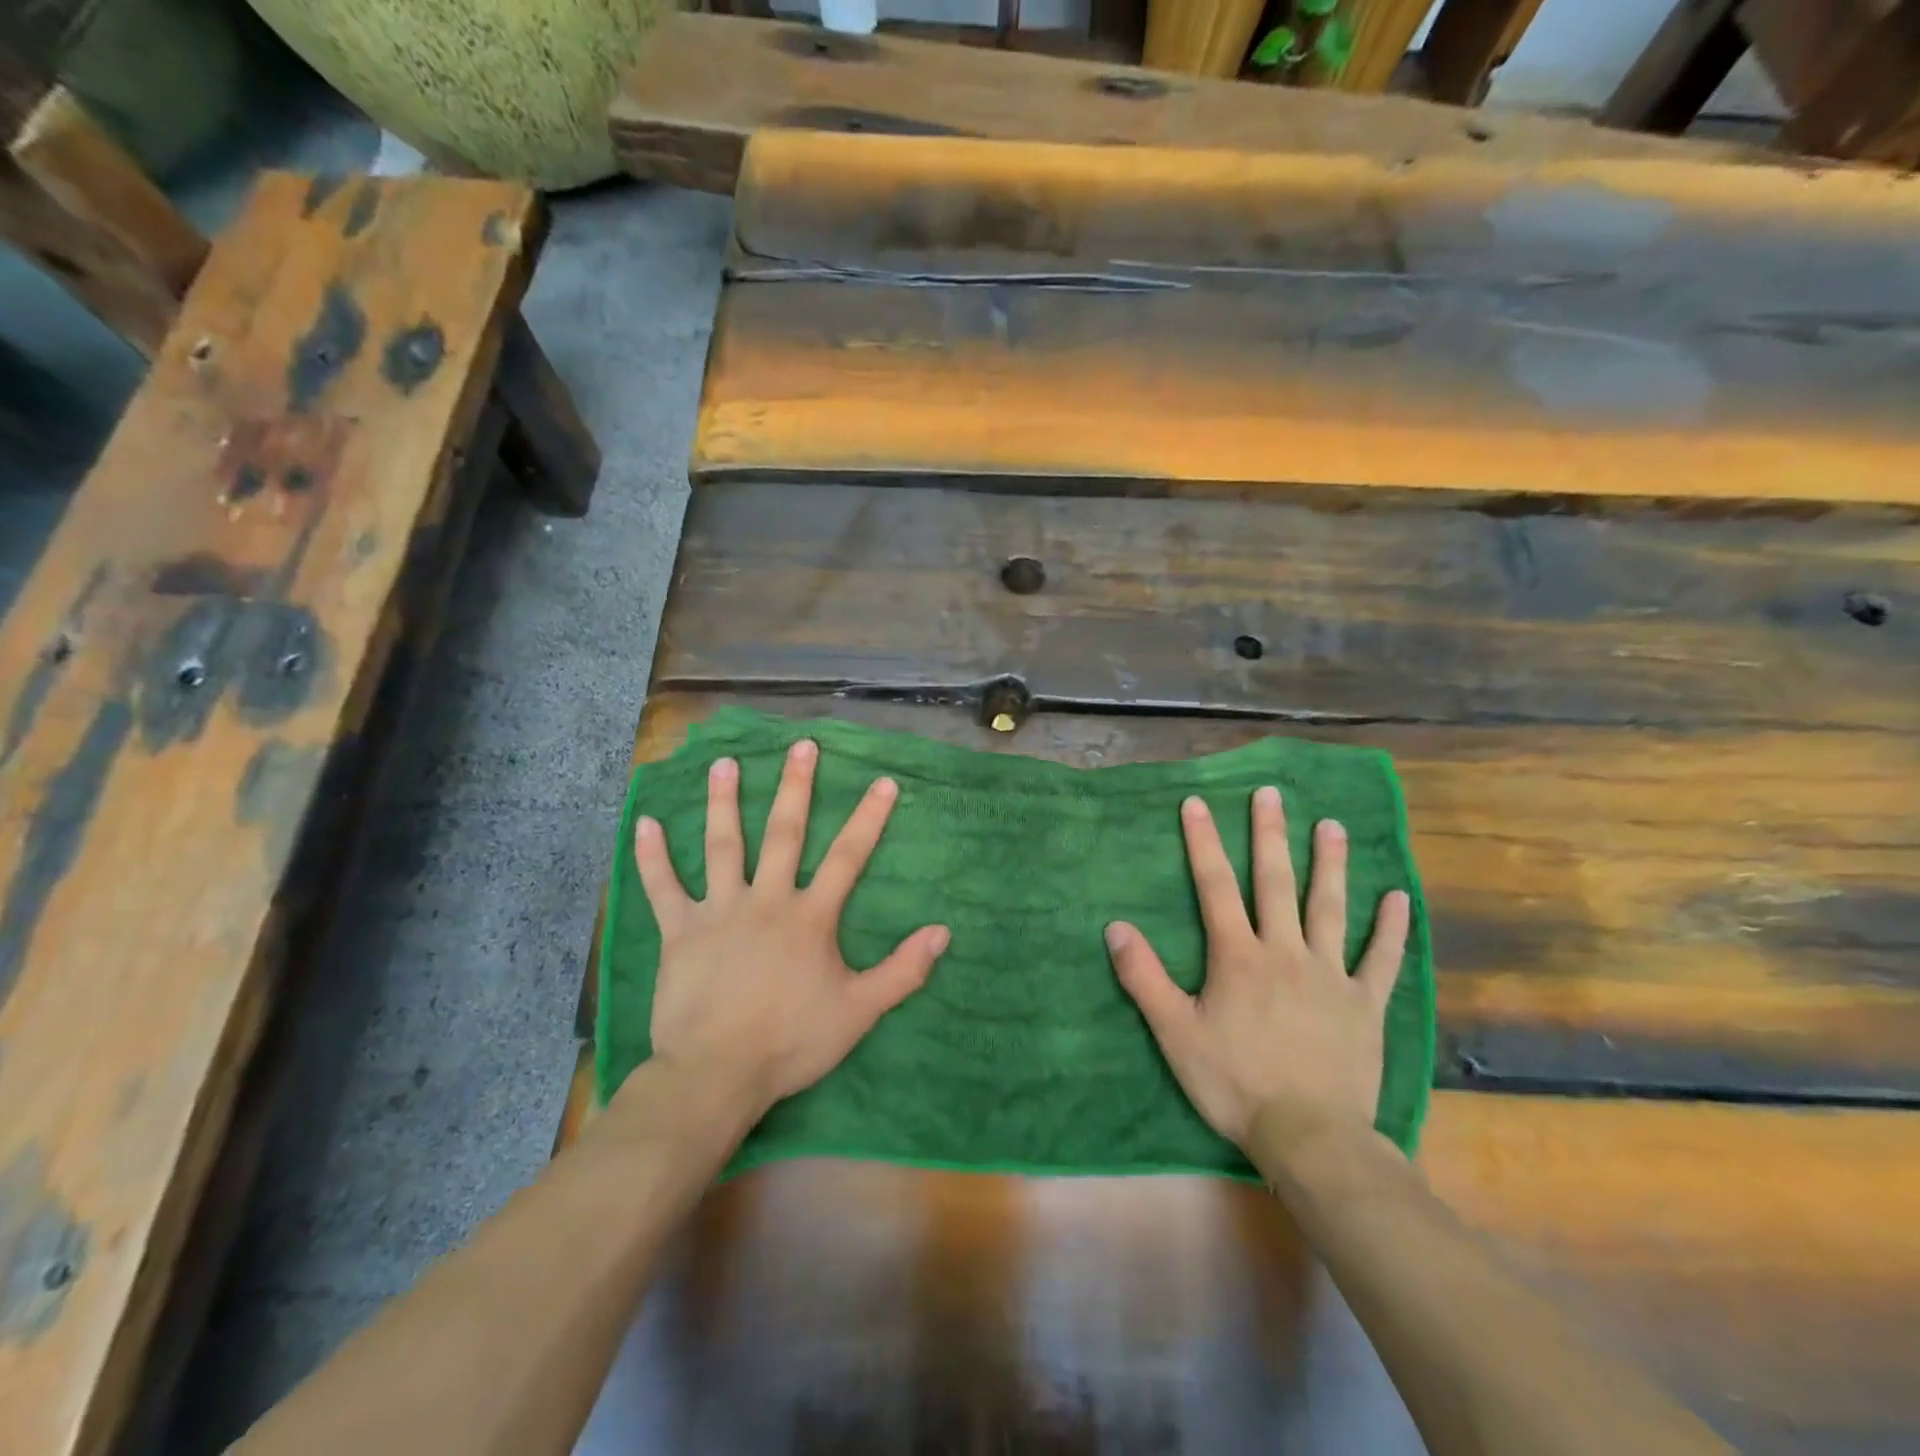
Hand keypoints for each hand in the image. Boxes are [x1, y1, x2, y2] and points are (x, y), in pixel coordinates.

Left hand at [632, 738, 949, 1119]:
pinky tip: (644, 823)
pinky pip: (663, 888)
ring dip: (723, 802)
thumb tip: (942, 932)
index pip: (847, 857)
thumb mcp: (859, 1011)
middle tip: (801, 746)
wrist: (717, 1075)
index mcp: (809, 917)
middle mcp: (766, 900)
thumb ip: (902, 971)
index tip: (883, 781)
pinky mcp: (679, 931)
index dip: (868, 818)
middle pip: (783, 833)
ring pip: (722, 846)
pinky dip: (652, 856)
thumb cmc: (791, 1041)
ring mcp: (719, 911)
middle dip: (795, 787)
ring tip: (724, 763)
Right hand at [1105, 787, 1409, 1151]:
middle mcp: (1285, 951)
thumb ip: (1144, 978)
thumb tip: (1115, 927)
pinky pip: (1382, 959)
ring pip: (1330, 908)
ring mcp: (1330, 975)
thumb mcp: (1175, 1033)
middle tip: (1270, 794)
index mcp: (1238, 957)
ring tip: (1332, 826)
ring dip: (1330, 864)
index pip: (1215, 887)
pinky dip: (1391, 928)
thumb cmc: (1235, 1083)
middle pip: (1275, 883)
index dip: (1203, 843)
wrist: (1311, 1137)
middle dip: (1269, 835)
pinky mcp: (1365, 1004)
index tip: (1197, 803)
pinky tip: (1399, 896)